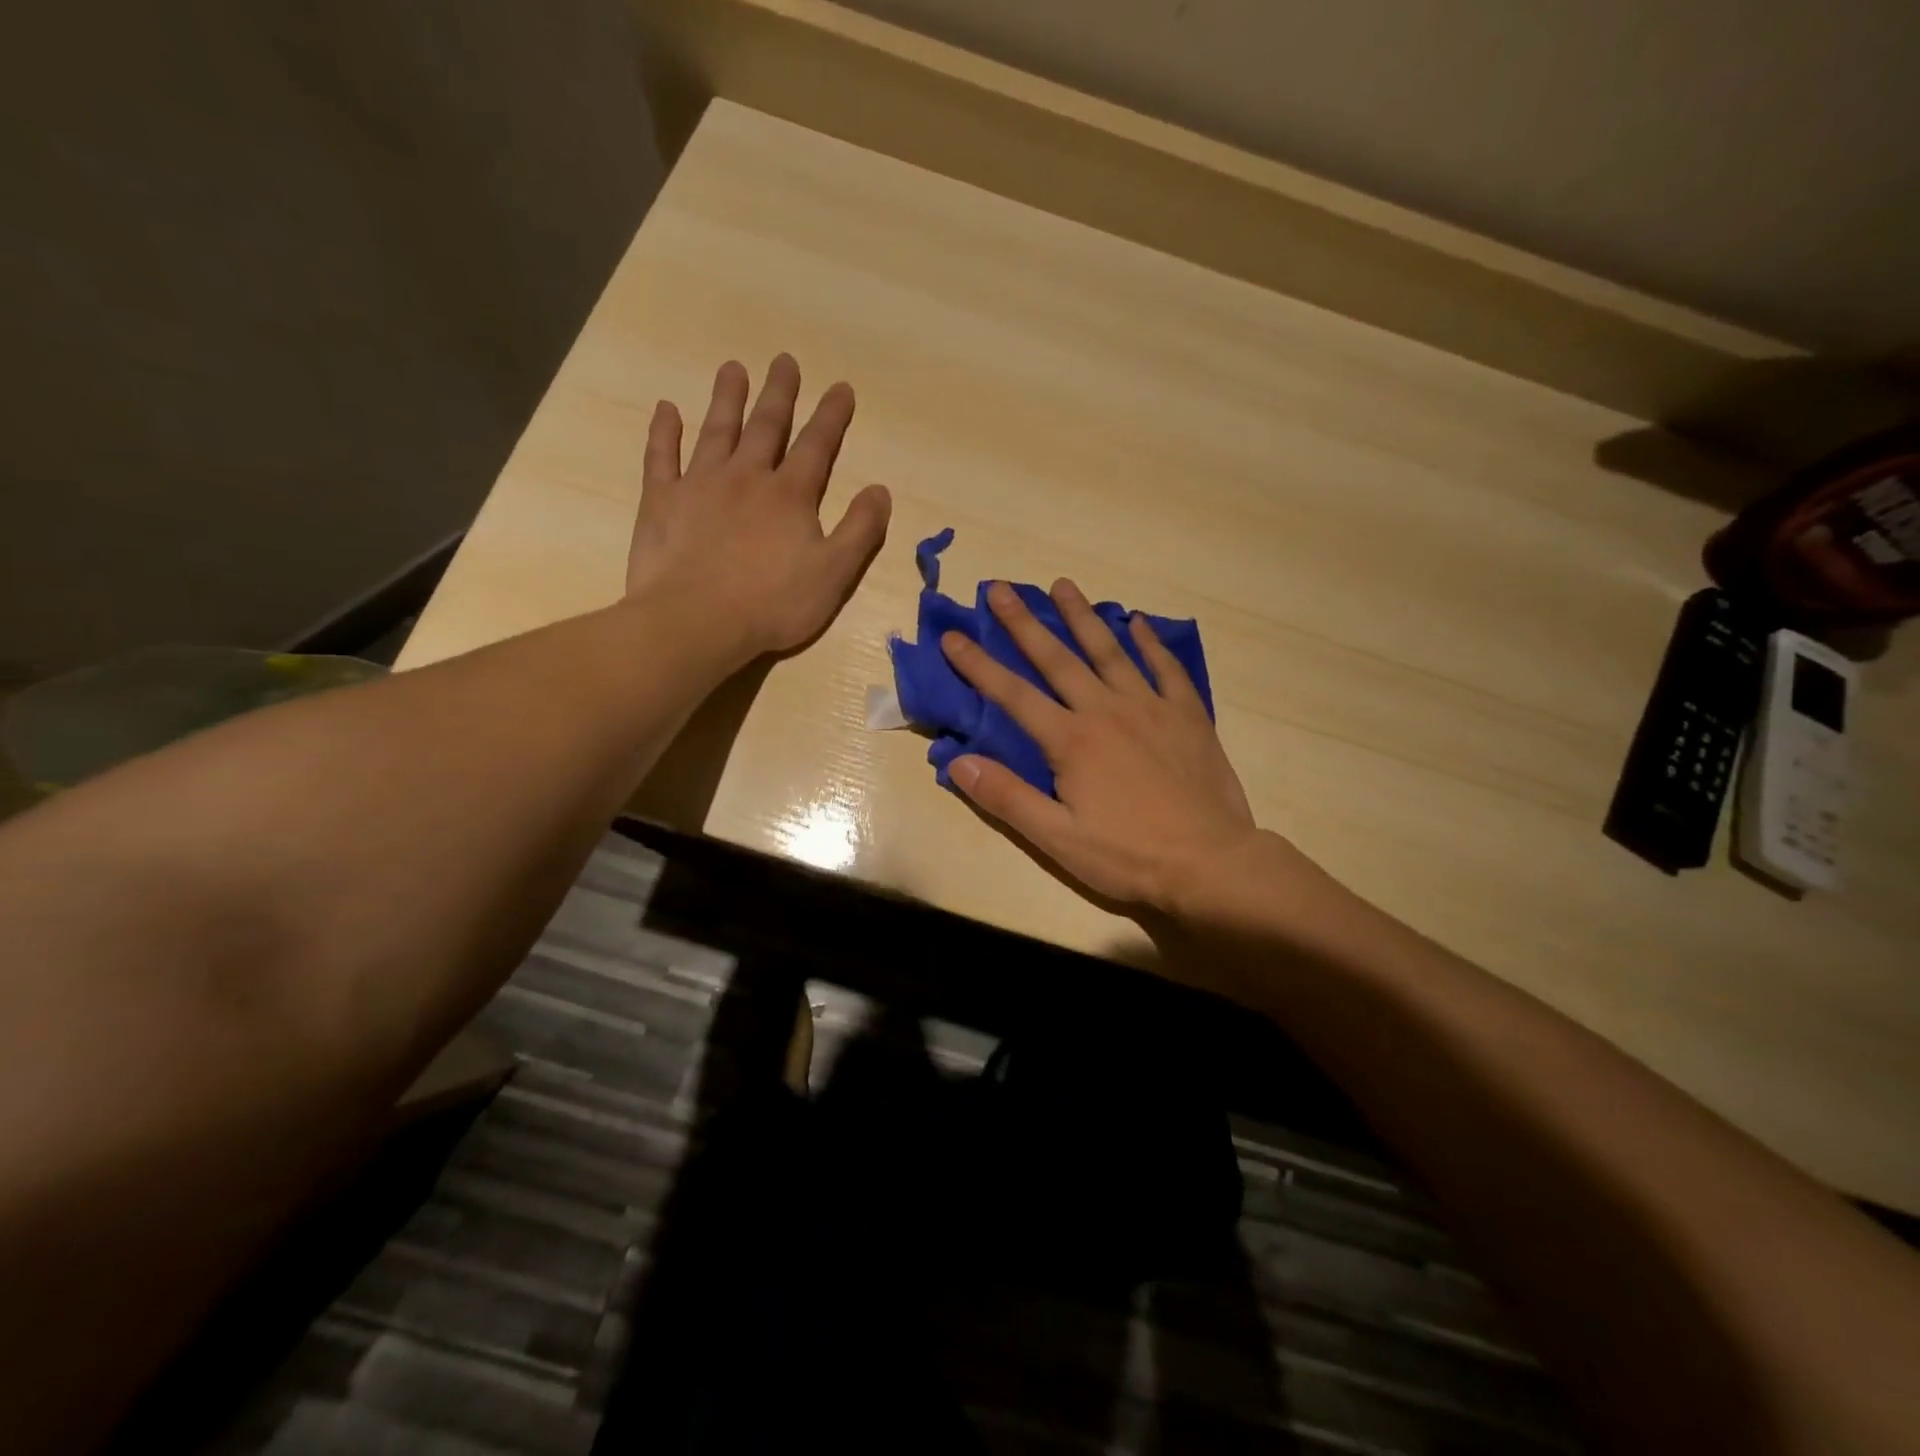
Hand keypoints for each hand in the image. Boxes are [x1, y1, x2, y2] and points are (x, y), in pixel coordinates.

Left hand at [628, 355, 890, 657]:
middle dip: (779, 394)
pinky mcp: (661, 501)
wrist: (696, 621)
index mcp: (791, 496)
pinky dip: (664, 431)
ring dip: (726, 399)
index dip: (831, 416)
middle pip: (766, 426)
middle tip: (784, 360)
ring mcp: (700, 484)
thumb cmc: (772, 604)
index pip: (817, 447)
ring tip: (733, 368)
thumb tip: (880, 490)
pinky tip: (666, 409)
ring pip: (716, 431)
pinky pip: (661, 456)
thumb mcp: (834, 574)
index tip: (841, 387)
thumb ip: (860, 531)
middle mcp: (747, 478)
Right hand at [939, 579, 1267, 919]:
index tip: (952, 635)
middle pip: (1057, 659)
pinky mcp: (1187, 716)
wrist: (1211, 862)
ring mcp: (1150, 708)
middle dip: (1024, 623)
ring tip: (1062, 585)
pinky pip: (1166, 668)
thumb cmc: (1128, 855)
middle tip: (1000, 587)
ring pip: (1110, 651)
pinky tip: (1138, 622)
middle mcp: (1106, 711)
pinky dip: (1150, 643)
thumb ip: (1006, 797)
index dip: (978, 665)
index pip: (1013, 694)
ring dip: (1082, 617)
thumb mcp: (1057, 838)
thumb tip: (958, 762)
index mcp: (1071, 740)